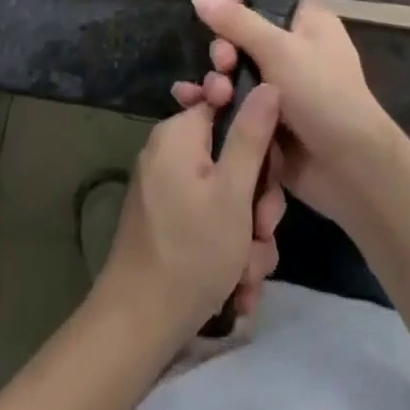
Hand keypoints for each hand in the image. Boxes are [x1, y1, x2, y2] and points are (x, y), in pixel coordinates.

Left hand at [96, 84, 286, 343]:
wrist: (138, 325)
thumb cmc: (191, 250)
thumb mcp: (233, 191)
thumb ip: (252, 134)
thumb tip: (268, 84)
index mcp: (180, 134)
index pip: (229, 106)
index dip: (259, 137)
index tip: (271, 173)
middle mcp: (170, 154)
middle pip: (232, 157)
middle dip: (256, 201)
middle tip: (263, 232)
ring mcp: (168, 190)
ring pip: (228, 197)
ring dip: (248, 235)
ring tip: (248, 272)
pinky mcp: (169, 222)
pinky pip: (211, 221)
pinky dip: (228, 249)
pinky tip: (237, 286)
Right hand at [173, 0, 402, 227]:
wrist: (351, 169)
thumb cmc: (322, 94)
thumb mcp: (278, 49)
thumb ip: (235, 21)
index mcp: (305, 23)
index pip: (259, 2)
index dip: (233, 10)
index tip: (217, 25)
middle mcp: (293, 51)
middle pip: (240, 39)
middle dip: (224, 53)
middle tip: (224, 66)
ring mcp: (279, 89)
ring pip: (234, 75)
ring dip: (218, 82)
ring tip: (216, 97)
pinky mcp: (267, 121)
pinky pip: (235, 105)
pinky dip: (216, 105)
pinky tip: (192, 105)